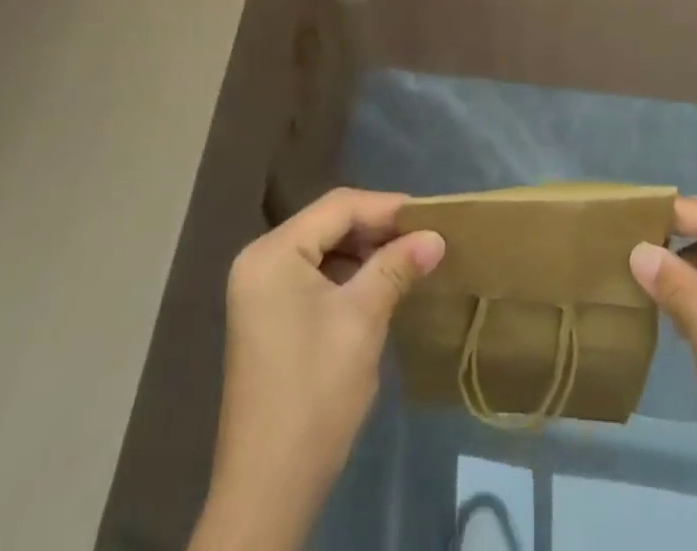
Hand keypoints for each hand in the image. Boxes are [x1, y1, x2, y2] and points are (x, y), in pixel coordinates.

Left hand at [190, 188, 444, 550]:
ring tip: (410, 258)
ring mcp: (261, 289)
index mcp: (273, 253)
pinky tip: (380, 284)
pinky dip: (348, 274)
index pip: (338, 207)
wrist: (268, 490)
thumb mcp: (362, 321)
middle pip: (329, 223)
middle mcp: (260, 260)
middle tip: (424, 237)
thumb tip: (435, 237)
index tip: (431, 215)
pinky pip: (314, 274)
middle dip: (378, 228)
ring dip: (366, 251)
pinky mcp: (269, 315)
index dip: (387, 207)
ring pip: (324, 248)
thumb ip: (396, 268)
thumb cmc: (315, 394)